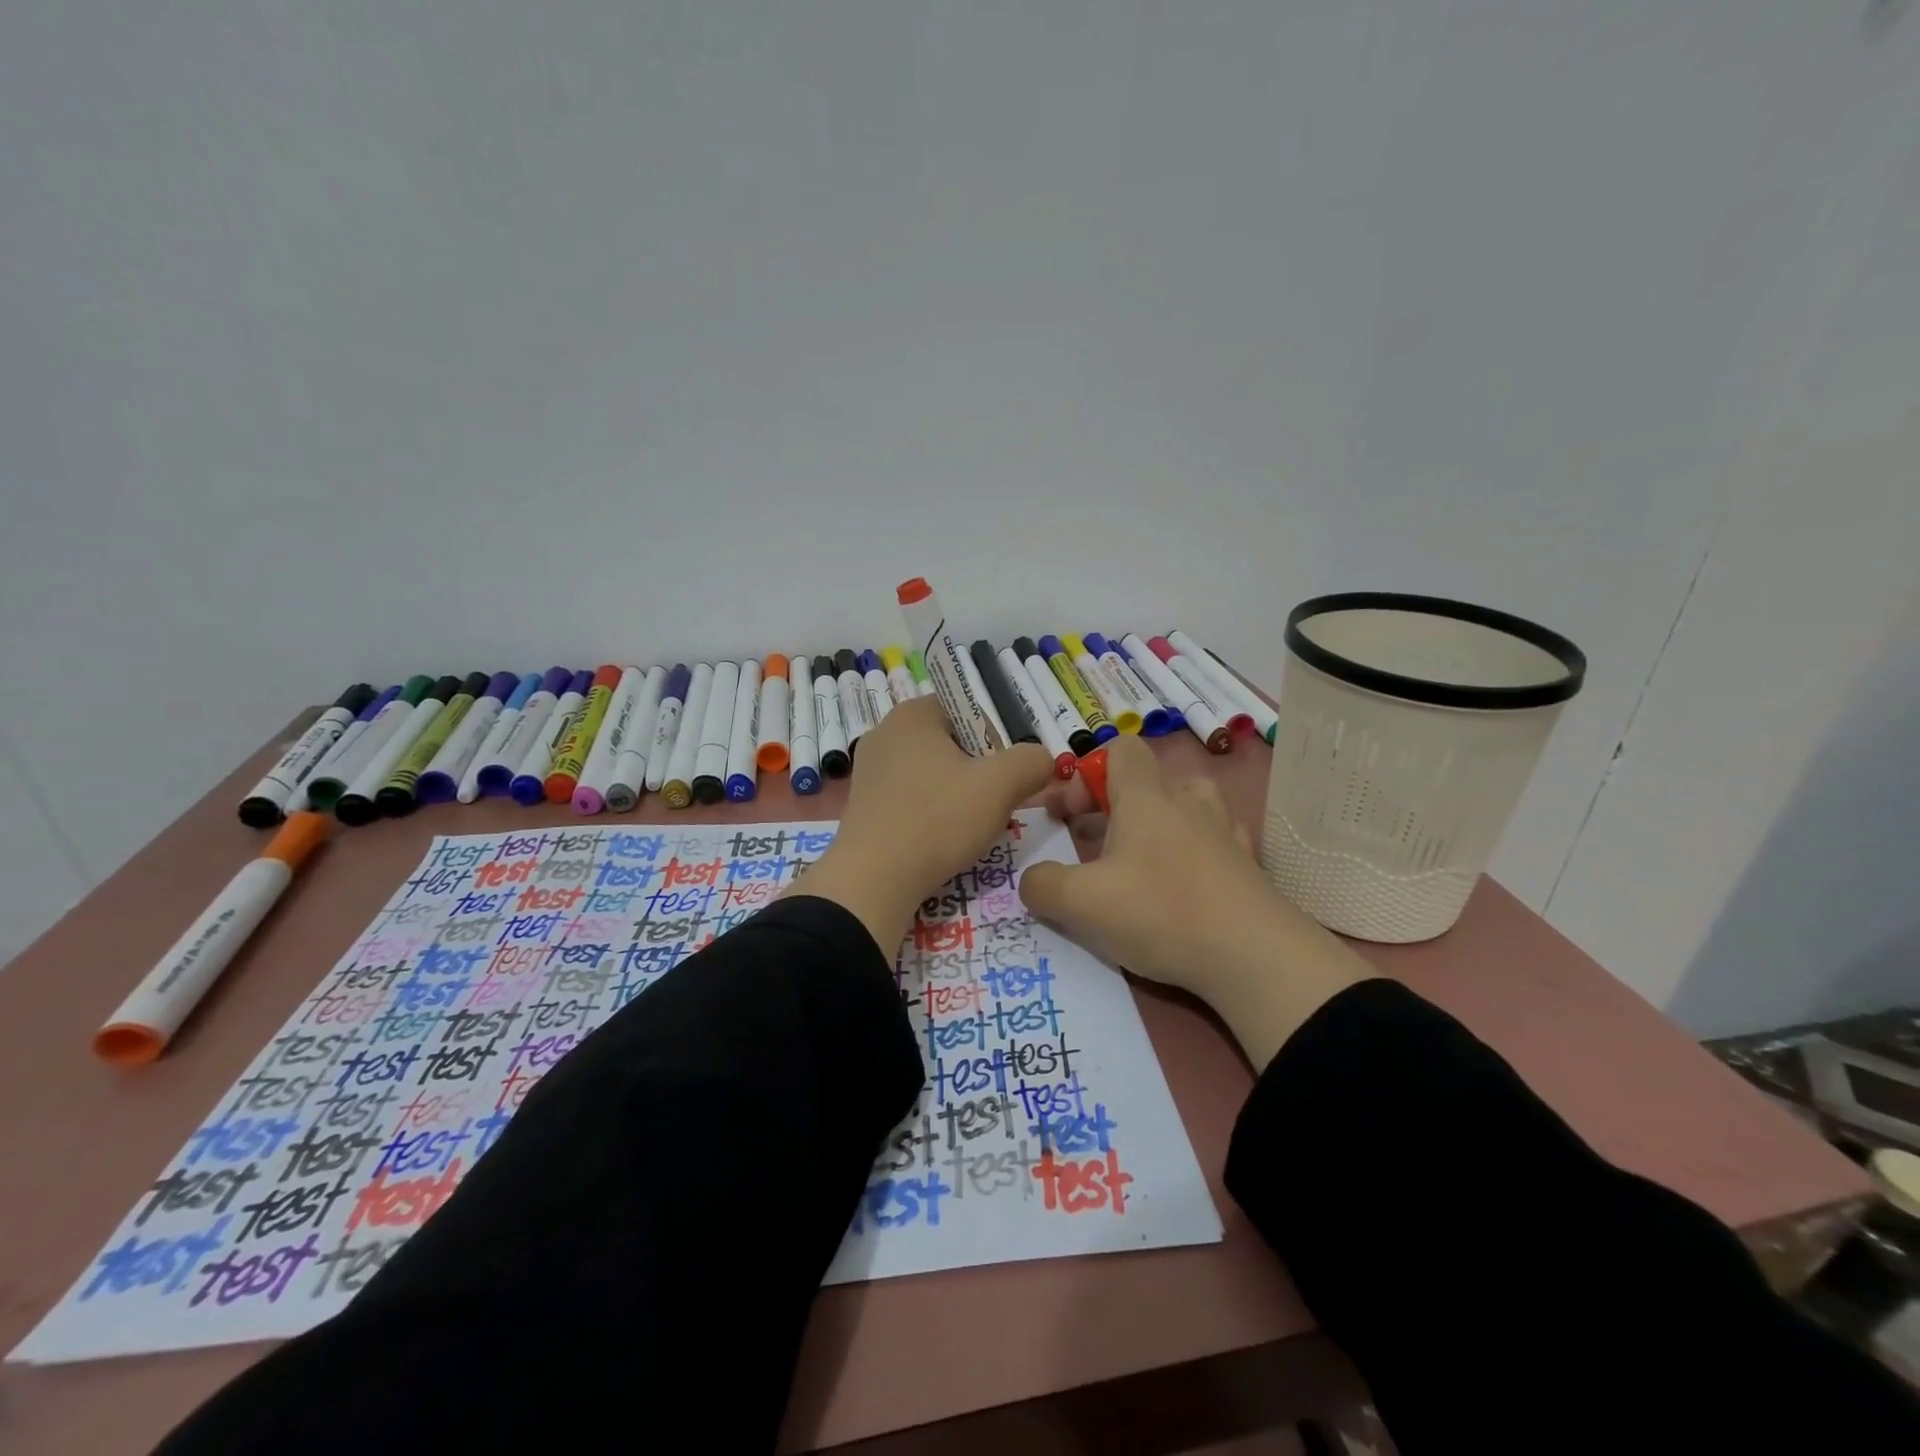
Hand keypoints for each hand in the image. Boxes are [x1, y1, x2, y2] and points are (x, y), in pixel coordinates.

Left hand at [784, 697, 1055, 952]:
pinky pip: (910, 796)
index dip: (996, 743)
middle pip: (952, 743)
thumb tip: (1041, 760)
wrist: (873, 880)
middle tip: (990, 806)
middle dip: (978, 772)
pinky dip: (931, 812)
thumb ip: (1032, 762)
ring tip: (966, 828)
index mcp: (913, 714)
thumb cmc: (938, 820)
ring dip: (957, 795)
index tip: (1002, 779)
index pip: (970, 711)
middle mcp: (885, 731)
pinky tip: (939, 839)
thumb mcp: (1001, 786)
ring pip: (933, 772)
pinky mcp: (863, 802)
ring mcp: (869, 768)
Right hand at [1020, 734, 1375, 1065]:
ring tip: (1141, 861)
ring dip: (1159, 824)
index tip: (1068, 815)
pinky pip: (1215, 842)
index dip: (1086, 773)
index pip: (1119, 749)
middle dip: (1114, 806)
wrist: (1254, 956)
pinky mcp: (1248, 866)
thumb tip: (1033, 881)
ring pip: (1187, 806)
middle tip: (1094, 844)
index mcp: (1146, 796)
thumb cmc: (1159, 912)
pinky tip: (1183, 886)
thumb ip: (1042, 886)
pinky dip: (1193, 853)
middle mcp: (1188, 802)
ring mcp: (1225, 832)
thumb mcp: (1080, 904)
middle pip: (1149, 780)